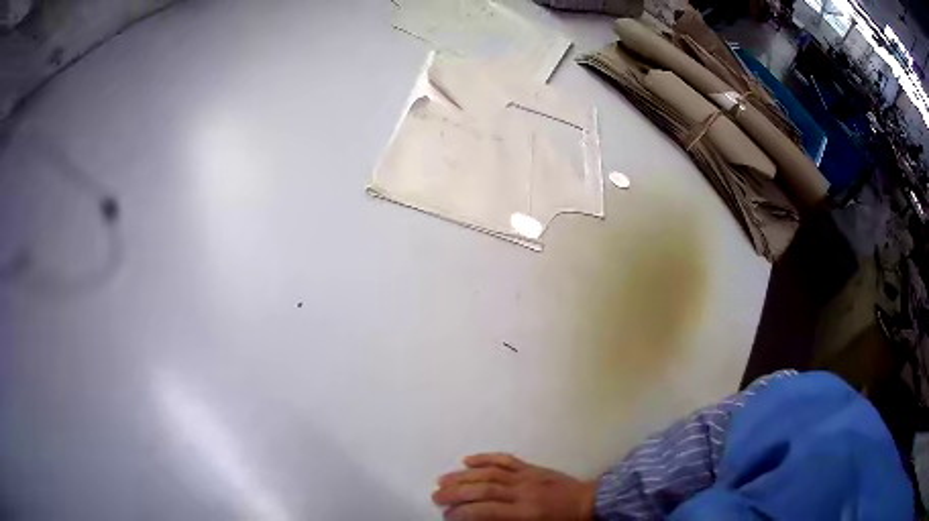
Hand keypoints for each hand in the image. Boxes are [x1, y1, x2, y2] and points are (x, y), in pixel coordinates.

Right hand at [433, 453, 596, 520]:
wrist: (589, 502)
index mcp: (525, 512)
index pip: (486, 511)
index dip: (463, 512)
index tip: (447, 515)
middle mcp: (523, 491)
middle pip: (483, 489)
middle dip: (456, 493)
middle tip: (435, 496)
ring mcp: (527, 476)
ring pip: (490, 472)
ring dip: (463, 475)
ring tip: (442, 480)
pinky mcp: (532, 467)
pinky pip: (506, 459)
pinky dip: (485, 458)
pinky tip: (467, 460)